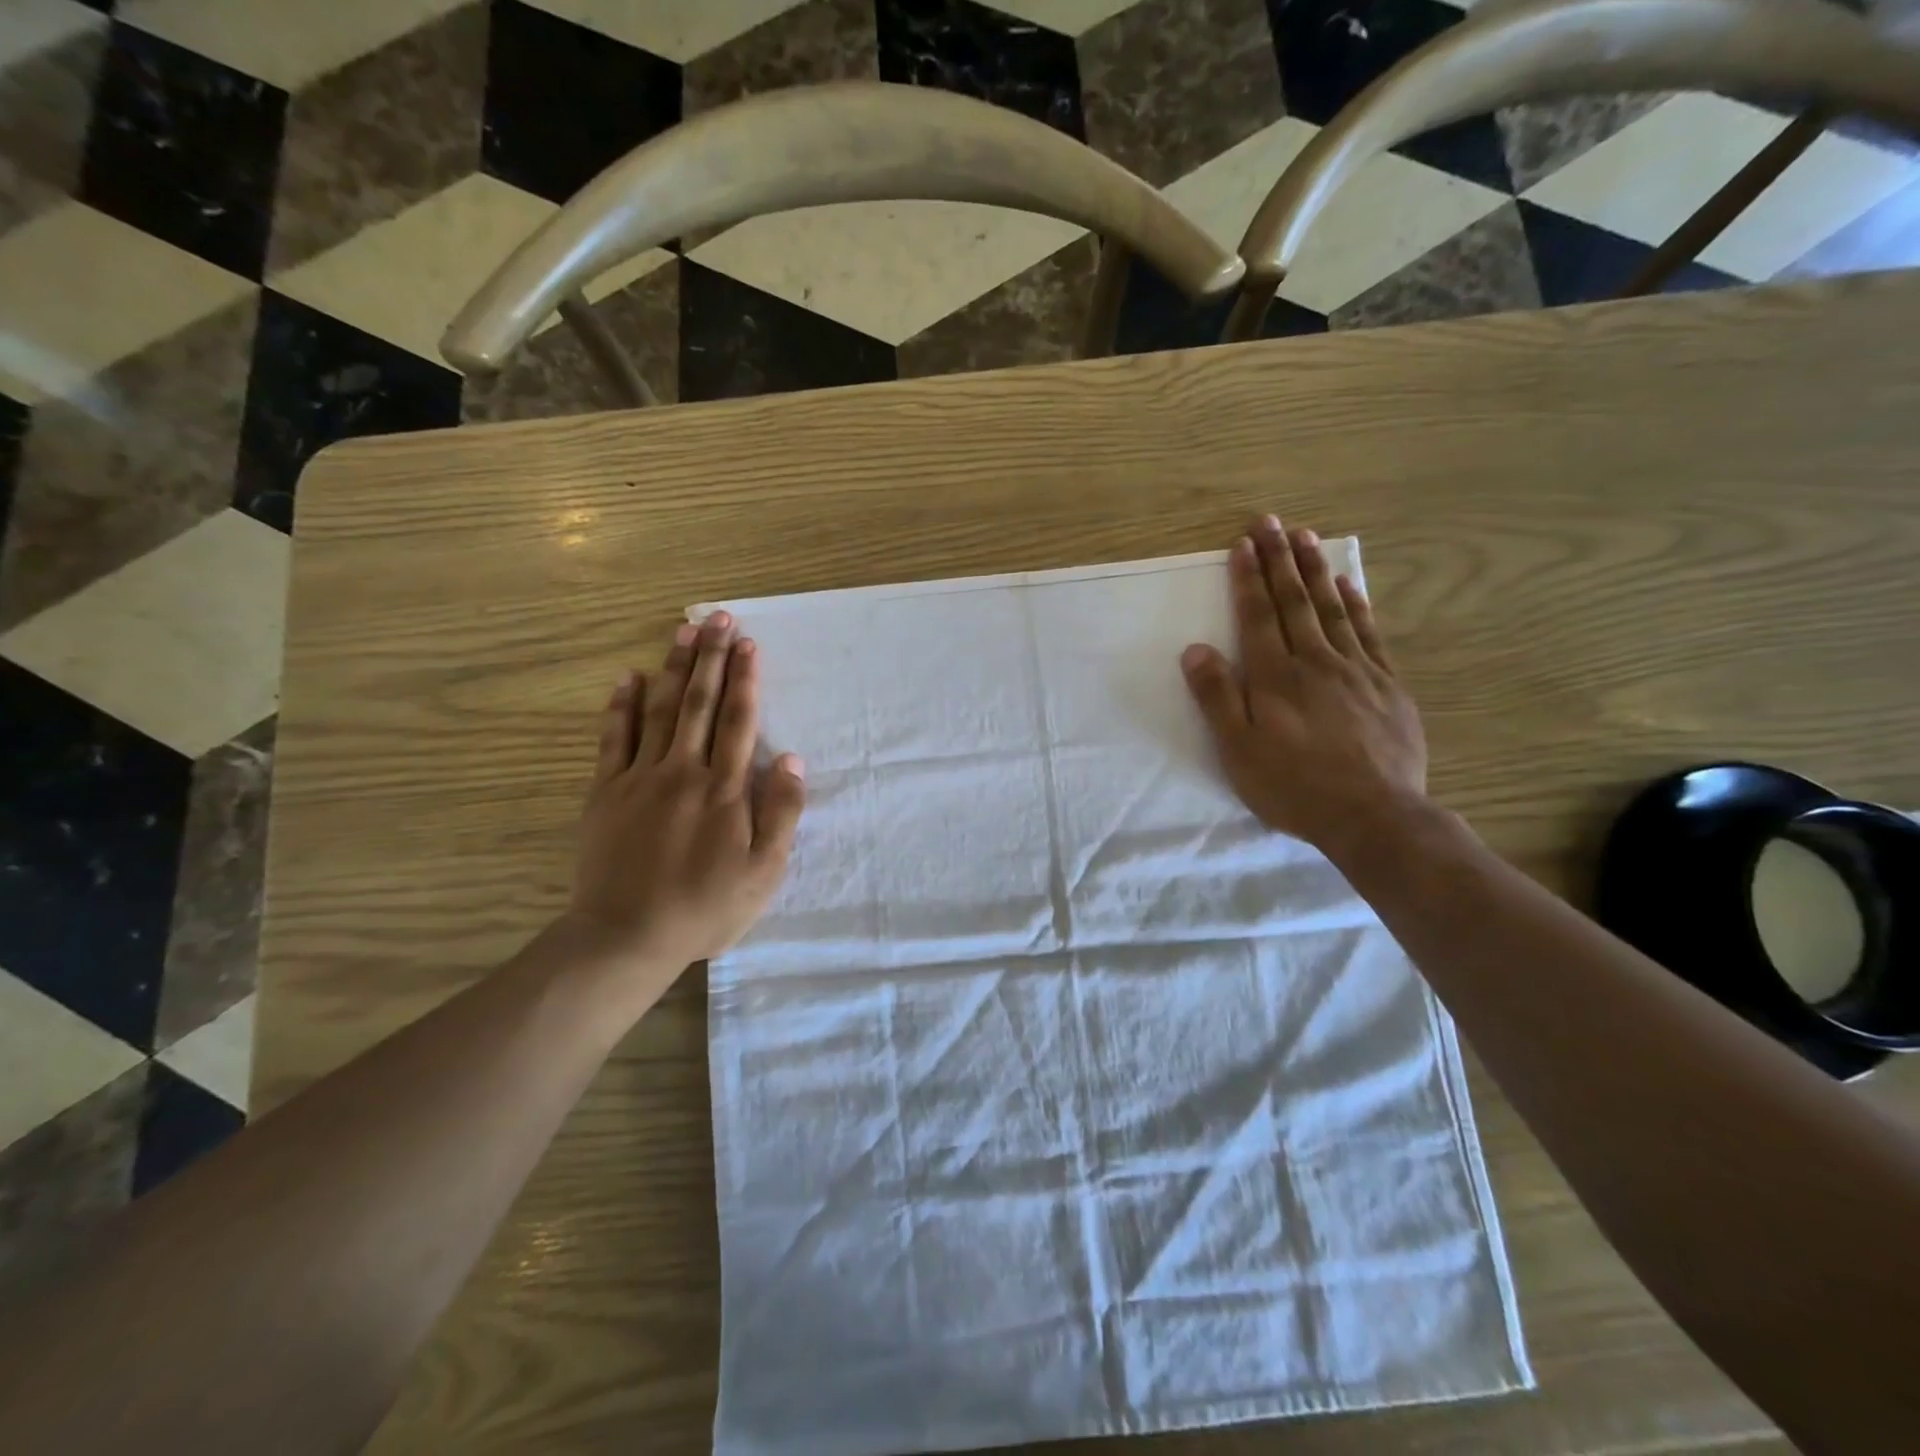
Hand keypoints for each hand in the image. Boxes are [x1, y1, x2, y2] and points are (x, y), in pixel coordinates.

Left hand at [565, 612, 806, 974]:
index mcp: (725, 790)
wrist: (626, 936)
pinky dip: (620, 706)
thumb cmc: (705, 908)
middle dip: (711, 657)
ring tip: (683, 630)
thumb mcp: (764, 872)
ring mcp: (640, 779)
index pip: (737, 721)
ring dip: (672, 668)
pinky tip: (627, 677)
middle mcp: (683, 772)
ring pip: (659, 710)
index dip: (745, 679)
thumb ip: (781, 812)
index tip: (748, 643)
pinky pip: (613, 739)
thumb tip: (790, 758)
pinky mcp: (606, 792)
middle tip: (718, 617)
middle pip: (698, 703)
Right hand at [1182, 515, 1426, 855]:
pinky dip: (1358, 604)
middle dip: (1279, 560)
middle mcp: (1315, 662)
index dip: (1248, 579)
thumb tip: (1196, 649)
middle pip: (1294, 601)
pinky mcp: (1387, 685)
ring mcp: (1356, 670)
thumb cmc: (1294, 787)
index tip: (1243, 544)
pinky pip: (1370, 633)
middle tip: (1271, 522)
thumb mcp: (1238, 750)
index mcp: (1275, 677)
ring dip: (1316, 571)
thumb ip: (1217, 698)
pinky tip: (1350, 585)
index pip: (1257, 616)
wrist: (1373, 816)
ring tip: (1307, 537)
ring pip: (1332, 609)